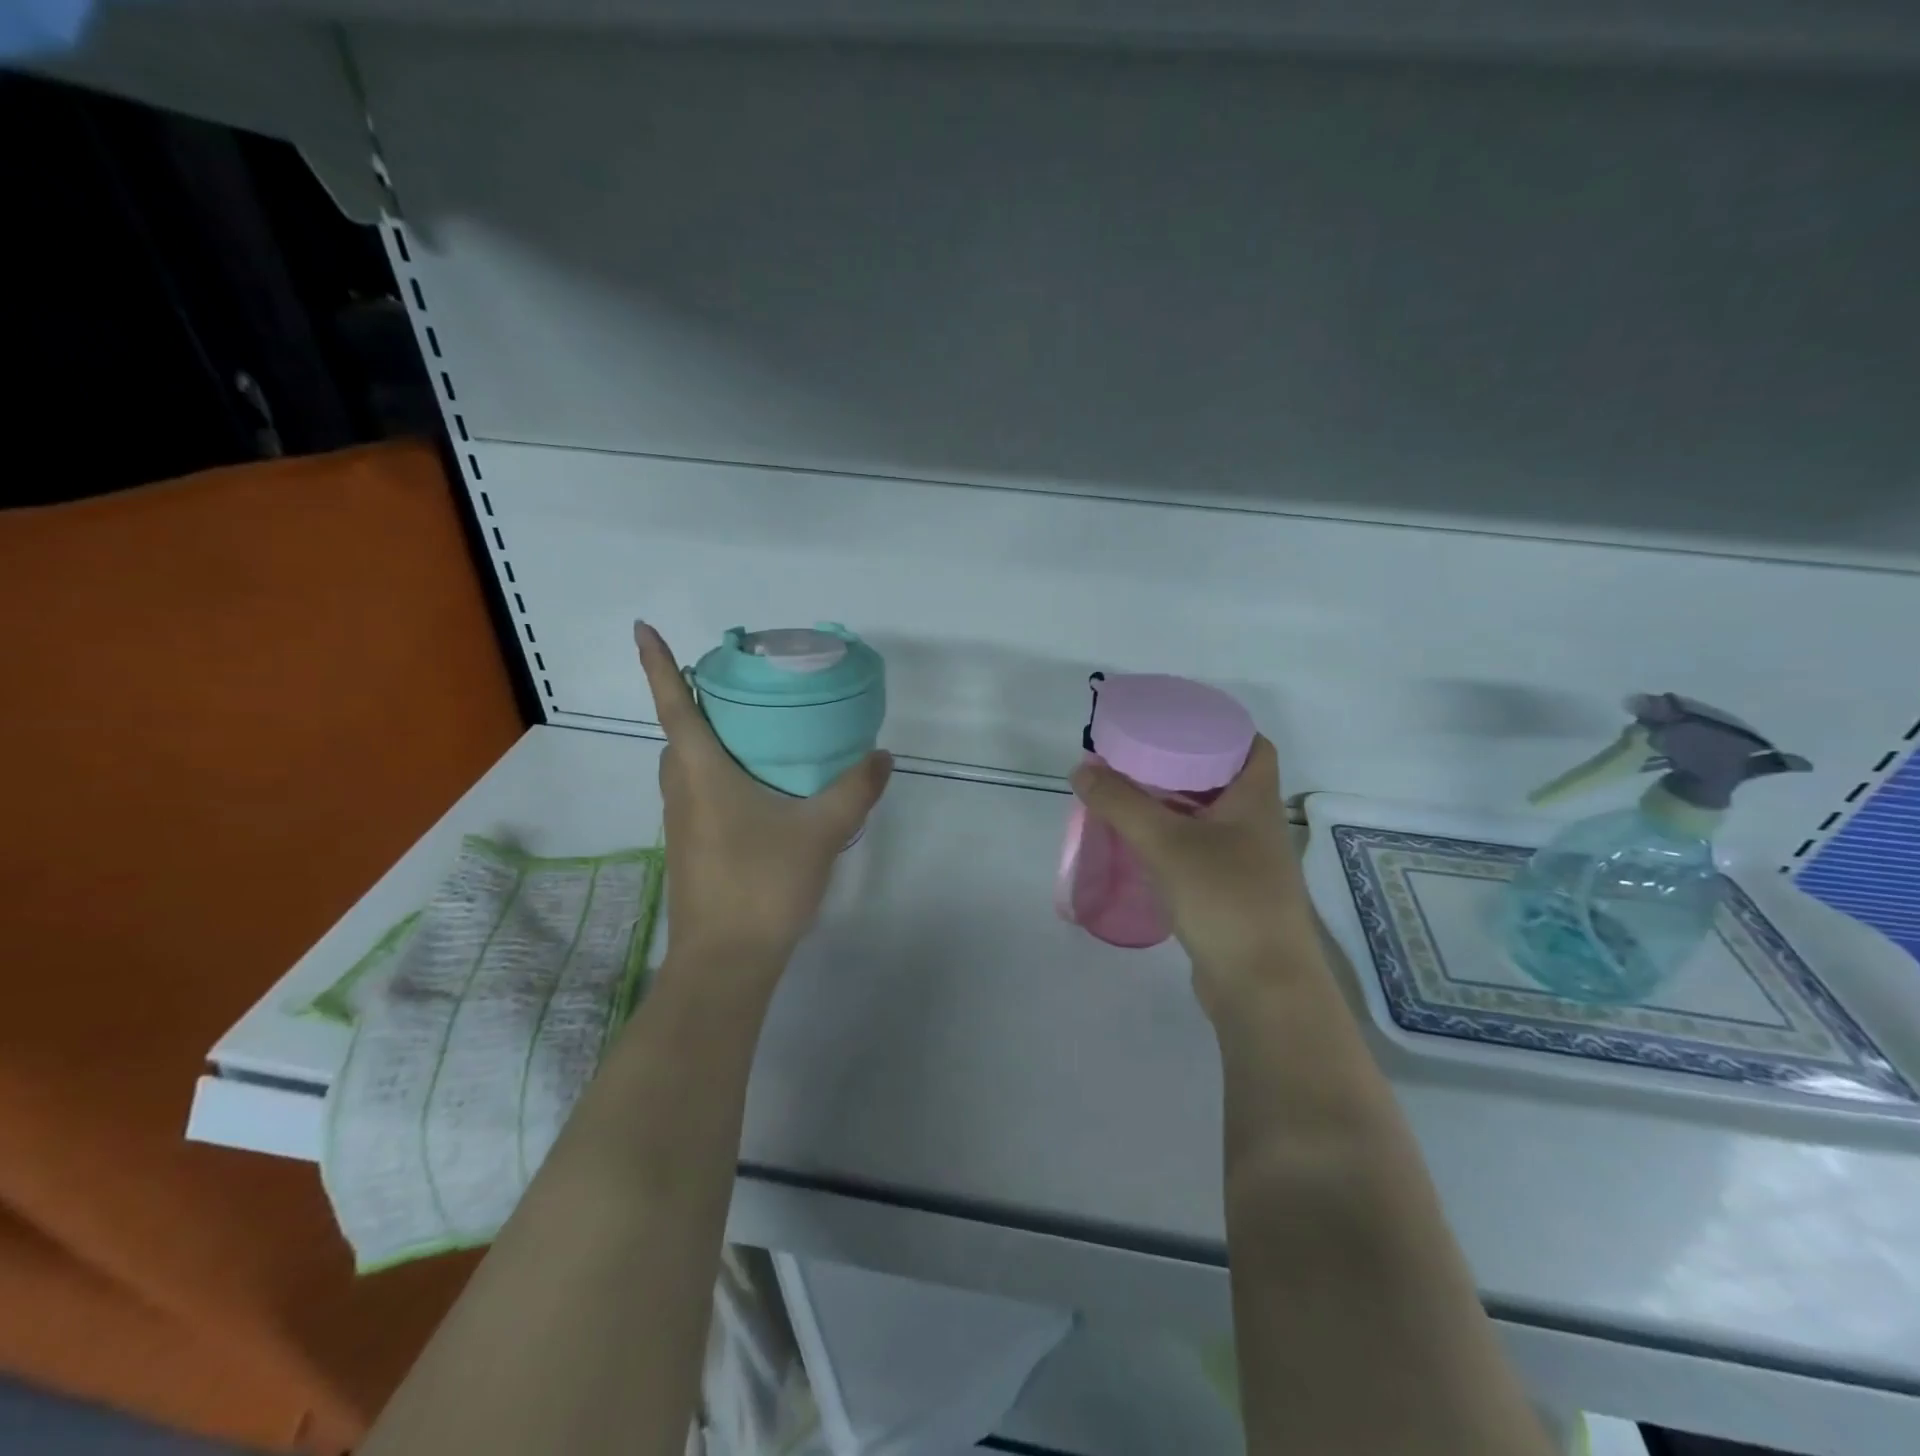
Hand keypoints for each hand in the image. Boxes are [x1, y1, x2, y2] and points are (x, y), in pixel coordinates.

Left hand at [635, 622, 892, 975]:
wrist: (726, 962)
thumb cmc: (763, 883)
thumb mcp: (821, 830)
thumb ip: (854, 789)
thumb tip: (882, 756)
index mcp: (700, 771)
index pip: (674, 704)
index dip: (657, 664)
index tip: (643, 628)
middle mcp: (681, 790)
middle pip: (680, 733)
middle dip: (696, 700)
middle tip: (740, 685)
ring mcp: (682, 823)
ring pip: (688, 766)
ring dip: (709, 740)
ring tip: (755, 730)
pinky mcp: (692, 848)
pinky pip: (699, 792)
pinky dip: (720, 773)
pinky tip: (762, 789)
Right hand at [1070, 737, 1317, 1013]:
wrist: (1262, 987)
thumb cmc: (1225, 898)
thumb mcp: (1166, 843)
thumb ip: (1121, 804)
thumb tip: (1082, 768)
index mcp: (1256, 802)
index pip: (1254, 746)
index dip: (1223, 729)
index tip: (1178, 723)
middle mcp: (1258, 827)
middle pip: (1225, 781)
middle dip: (1184, 766)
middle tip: (1138, 758)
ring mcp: (1247, 865)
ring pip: (1210, 820)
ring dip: (1175, 807)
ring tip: (1130, 796)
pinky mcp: (1231, 896)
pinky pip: (1201, 854)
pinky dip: (1174, 843)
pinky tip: (1141, 847)